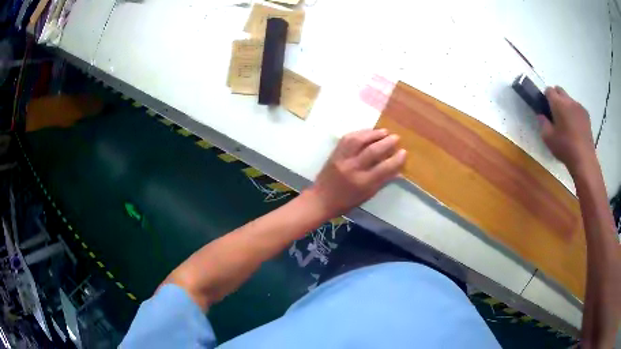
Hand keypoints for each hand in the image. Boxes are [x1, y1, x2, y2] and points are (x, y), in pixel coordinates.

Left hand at [306, 129, 406, 216]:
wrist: (320, 200)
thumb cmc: (346, 202)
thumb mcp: (367, 196)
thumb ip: (383, 182)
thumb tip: (399, 171)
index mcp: (362, 183)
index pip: (384, 168)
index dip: (396, 159)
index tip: (404, 152)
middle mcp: (353, 169)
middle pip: (373, 151)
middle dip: (387, 142)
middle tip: (396, 138)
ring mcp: (342, 159)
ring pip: (359, 140)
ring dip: (373, 133)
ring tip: (384, 131)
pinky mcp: (334, 153)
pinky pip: (347, 138)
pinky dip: (360, 133)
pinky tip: (368, 132)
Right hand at [539, 86, 595, 173]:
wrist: (584, 159)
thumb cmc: (565, 148)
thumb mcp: (548, 138)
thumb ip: (543, 123)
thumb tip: (541, 115)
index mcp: (558, 103)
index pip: (549, 90)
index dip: (546, 97)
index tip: (546, 108)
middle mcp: (568, 100)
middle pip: (559, 90)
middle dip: (556, 97)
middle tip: (555, 113)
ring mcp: (579, 107)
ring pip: (569, 99)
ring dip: (566, 106)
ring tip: (567, 122)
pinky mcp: (586, 115)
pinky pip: (578, 108)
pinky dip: (575, 113)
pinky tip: (575, 127)